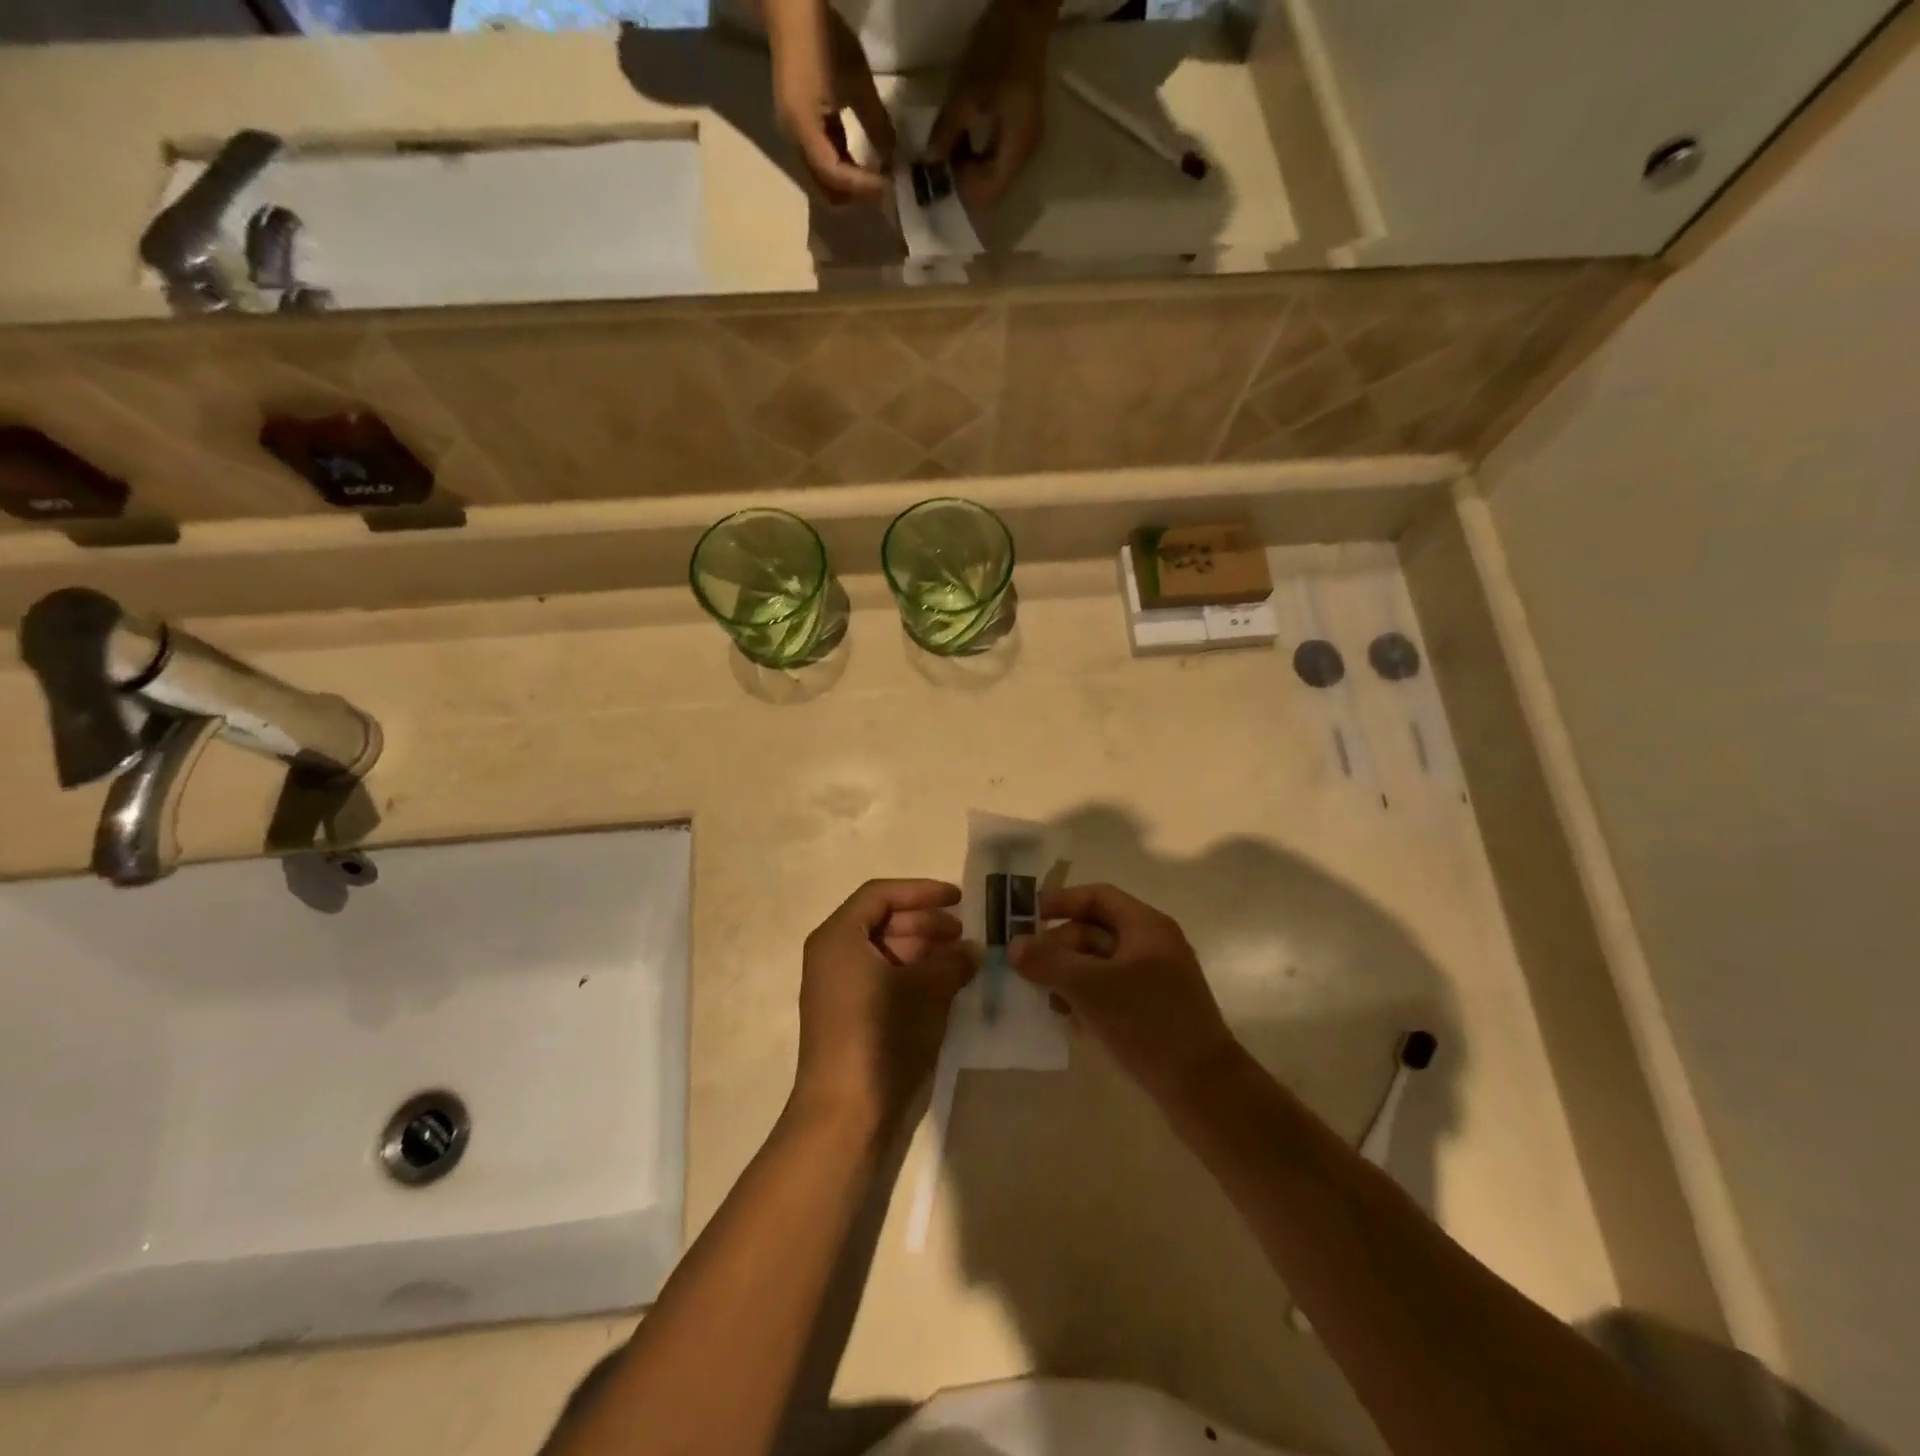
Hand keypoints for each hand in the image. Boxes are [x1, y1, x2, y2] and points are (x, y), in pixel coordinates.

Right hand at [768, 0, 896, 201]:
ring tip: (877, 178)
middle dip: (855, 196)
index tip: (889, 185)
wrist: (791, 7)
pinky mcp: (800, 129)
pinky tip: (863, 163)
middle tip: (883, 189)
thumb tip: (893, 158)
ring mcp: (795, 136)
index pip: (835, 176)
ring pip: (824, 180)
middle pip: (825, 190)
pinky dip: (843, 169)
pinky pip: (822, 162)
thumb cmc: (824, 37)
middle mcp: (795, 141)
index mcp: (804, 129)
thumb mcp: (858, 81)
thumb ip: (877, 124)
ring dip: (850, 185)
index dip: (862, 186)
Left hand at [794, 879, 976, 1125]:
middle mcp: (831, 954)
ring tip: (959, 960)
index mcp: (839, 936)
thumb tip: (972, 949)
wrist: (844, 1113)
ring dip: (921, 950)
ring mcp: (835, 986)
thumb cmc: (882, 1036)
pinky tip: (941, 986)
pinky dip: (909, 974)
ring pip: (882, 950)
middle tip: (962, 933)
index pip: (881, 894)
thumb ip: (953, 961)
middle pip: (880, 920)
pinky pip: (879, 976)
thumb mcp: (927, 991)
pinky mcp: (845, 1014)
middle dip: (924, 922)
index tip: (959, 899)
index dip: (922, 891)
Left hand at [927, 0, 1053, 209]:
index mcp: (1015, 151)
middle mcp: (1022, 157)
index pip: (987, 194)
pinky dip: (974, 156)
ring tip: (943, 158)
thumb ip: (946, 133)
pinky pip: (994, 157)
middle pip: (990, 189)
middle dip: (963, 185)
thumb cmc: (996, 55)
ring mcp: (1022, 145)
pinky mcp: (1018, 131)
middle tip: (936, 173)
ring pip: (991, 174)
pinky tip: (957, 145)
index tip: (938, 184)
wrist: (1025, 16)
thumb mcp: (965, 95)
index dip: (962, 194)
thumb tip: (929, 163)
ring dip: (967, 171)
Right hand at [1010, 884, 1237, 1100]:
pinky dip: (1086, 996)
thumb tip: (1014, 946)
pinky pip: (1110, 990)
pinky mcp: (1152, 1010)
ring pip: (1099, 963)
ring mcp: (1154, 979)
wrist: (1204, 1089)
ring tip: (1046, 999)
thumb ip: (1049, 962)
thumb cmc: (1148, 1023)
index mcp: (1146, 927)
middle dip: (1059, 947)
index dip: (1061, 901)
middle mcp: (1152, 945)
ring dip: (1068, 975)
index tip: (1025, 917)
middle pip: (1095, 931)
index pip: (1097, 897)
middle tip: (1027, 968)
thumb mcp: (1092, 987)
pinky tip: (1069, 1018)